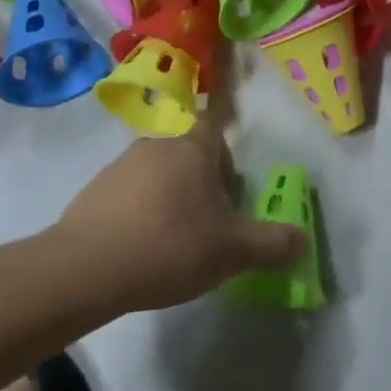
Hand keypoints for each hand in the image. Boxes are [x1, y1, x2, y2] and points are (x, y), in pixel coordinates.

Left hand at [54, 132, 304, 313]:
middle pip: (189, 151)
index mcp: (195, 147)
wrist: (86, 267)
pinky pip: (128, 193)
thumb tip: (303, 239)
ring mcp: (122, 164)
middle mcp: (159, 143)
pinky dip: (139, 211)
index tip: (231, 178)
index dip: (227, 145)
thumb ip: (272, 243)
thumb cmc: (170, 245)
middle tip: (212, 219)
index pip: (216, 122)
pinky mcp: (94, 190)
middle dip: (203, 178)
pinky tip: (141, 248)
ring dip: (170, 194)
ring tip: (175, 239)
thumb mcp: (232, 251)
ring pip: (158, 172)